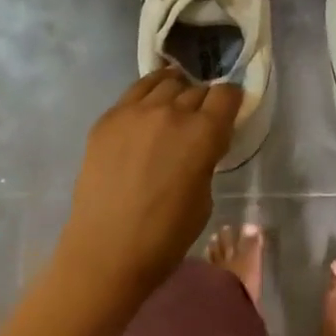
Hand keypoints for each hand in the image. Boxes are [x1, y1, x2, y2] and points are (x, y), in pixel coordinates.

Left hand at [55, 68, 240, 292]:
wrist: (104, 254)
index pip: (227, 94)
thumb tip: (202, 143)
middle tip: (197, 123)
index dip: (230, 102)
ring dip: (176, 93)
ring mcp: (136, 111)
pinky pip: (136, 91)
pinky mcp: (109, 117)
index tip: (227, 114)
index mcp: (203, 133)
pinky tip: (146, 113)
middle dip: (203, 102)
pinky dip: (148, 95)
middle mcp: (172, 111)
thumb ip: (206, 158)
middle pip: (197, 88)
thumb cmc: (164, 238)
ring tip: (171, 110)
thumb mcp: (204, 198)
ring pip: (167, 81)